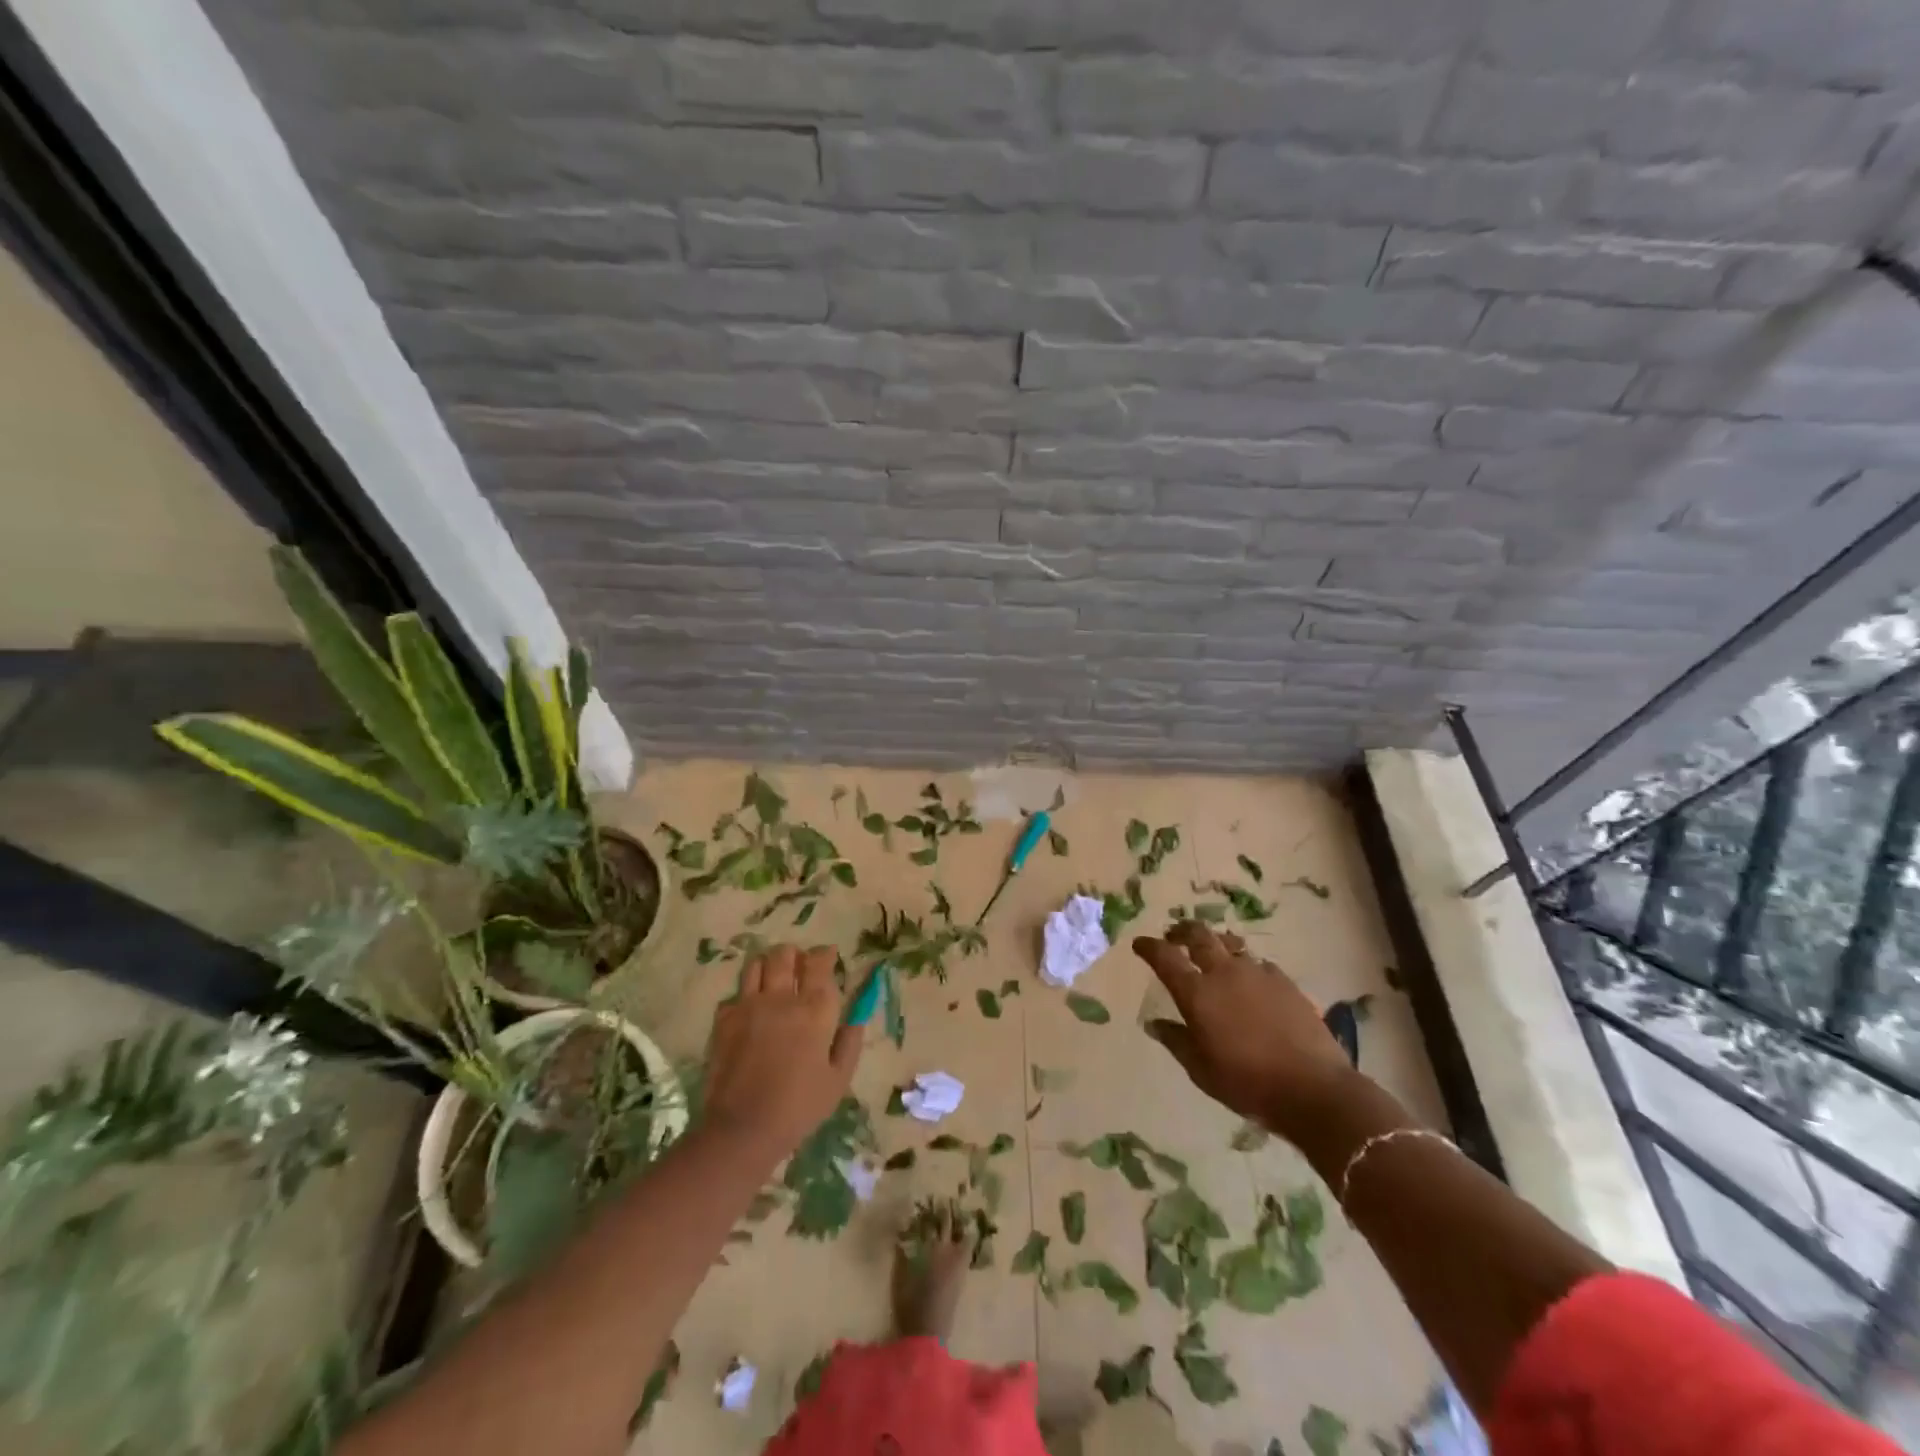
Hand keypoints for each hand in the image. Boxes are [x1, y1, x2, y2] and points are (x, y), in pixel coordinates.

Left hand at [702, 944, 861, 1157]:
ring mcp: (748, 1005)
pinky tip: (750, 1012)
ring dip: (768, 966)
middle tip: (799, 967)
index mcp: (814, 1009)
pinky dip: (745, 996)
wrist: (742, 1129)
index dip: (825, 954)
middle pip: (784, 954)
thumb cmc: (799, 1107)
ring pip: (756, 964)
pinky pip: (735, 994)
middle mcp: (781, 998)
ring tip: (773, 980)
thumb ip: (850, 1039)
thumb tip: (858, 1012)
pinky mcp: (723, 1020)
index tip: (829, 957)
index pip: (819, 962)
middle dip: (794, 955)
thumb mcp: (839, 1078)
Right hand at [1131, 922, 1358, 1136]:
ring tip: (1213, 950)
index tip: (1139, 944)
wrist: (1312, 1088)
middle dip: (1182, 931)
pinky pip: (1259, 963)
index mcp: (1197, 993)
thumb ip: (1176, 1041)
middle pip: (1199, 935)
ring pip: (1231, 944)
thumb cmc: (1246, 1083)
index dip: (1149, 947)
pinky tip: (1251, 980)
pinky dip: (1247, 965)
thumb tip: (1154, 1023)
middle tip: (1174, 936)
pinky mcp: (1285, 982)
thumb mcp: (1200, 1070)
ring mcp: (1258, 973)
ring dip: (1216, 943)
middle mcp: (1224, 973)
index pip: (1164, 957)